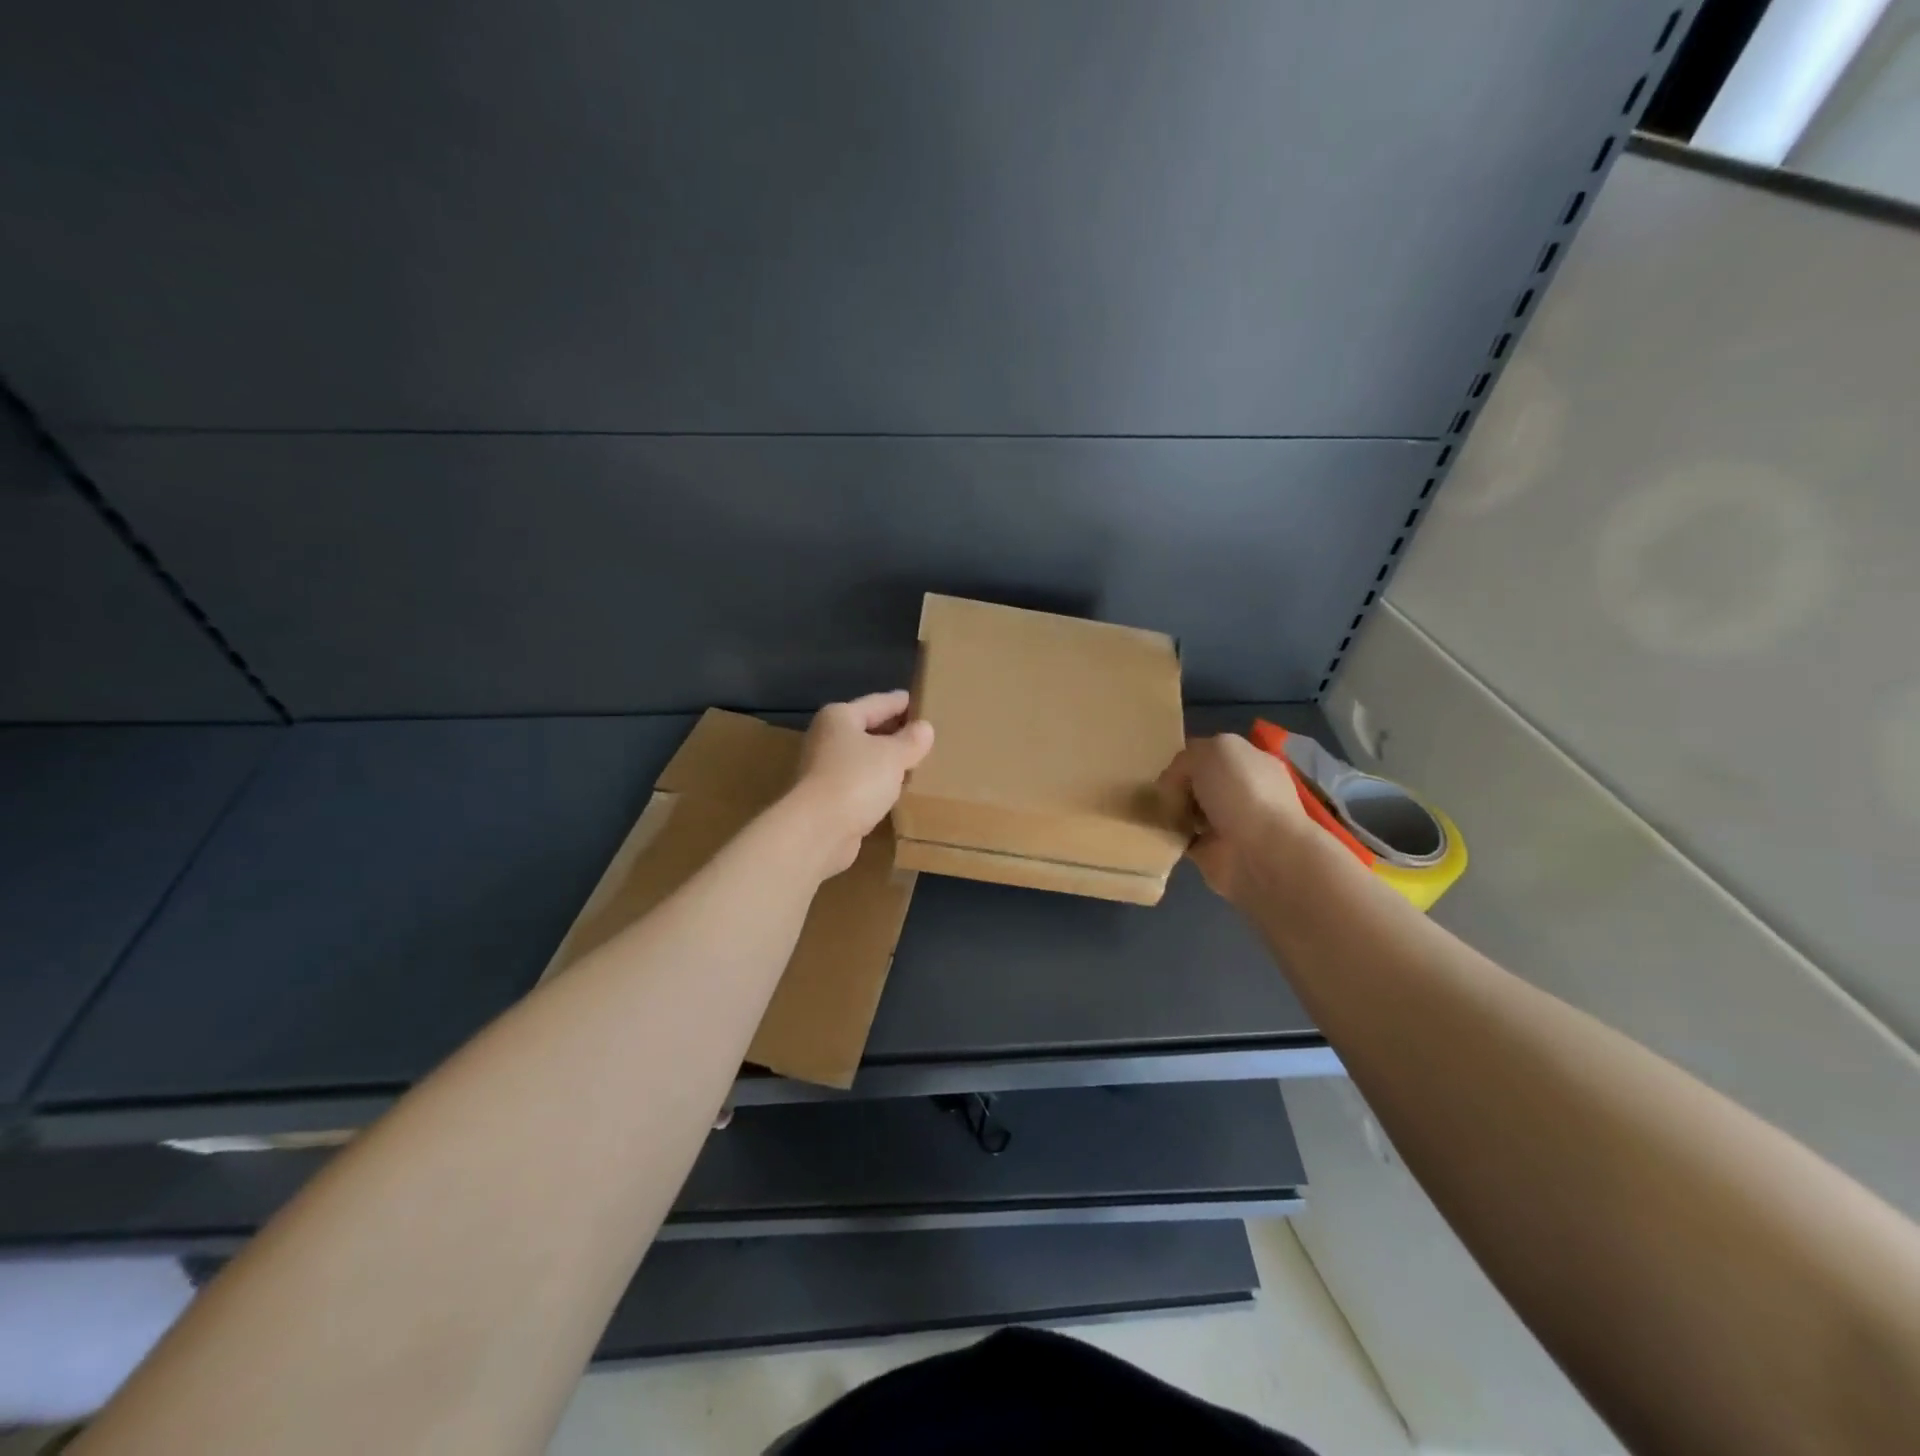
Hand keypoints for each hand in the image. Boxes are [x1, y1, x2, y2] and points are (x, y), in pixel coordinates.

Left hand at [788, 691, 934, 877]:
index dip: (902, 702)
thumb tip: (924, 729)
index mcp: (840, 717)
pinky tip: (897, 789)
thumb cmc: (856, 780)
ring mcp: (825, 770)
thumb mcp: (893, 755)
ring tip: (917, 761)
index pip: (879, 702)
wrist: (818, 831)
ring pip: (864, 758)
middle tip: (926, 734)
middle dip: (895, 732)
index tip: (924, 701)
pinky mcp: (829, 798)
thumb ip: (911, 740)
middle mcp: (827, 738)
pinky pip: (861, 783)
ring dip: (887, 761)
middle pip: (868, 729)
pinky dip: (878, 784)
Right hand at [1157, 733, 1315, 904]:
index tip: (1165, 767)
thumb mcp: (1213, 750)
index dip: (1186, 759)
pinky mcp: (1212, 853)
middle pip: (1196, 783)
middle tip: (1157, 793)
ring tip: (1152, 812)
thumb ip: (1187, 758)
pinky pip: (1182, 839)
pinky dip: (1168, 837)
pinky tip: (1158, 833)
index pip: (1210, 754)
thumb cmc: (1242, 793)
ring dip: (1170, 812)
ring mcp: (1228, 824)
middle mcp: (1241, 792)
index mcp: (1249, 762)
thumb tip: (1172, 782)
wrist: (1263, 854)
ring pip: (1187, 811)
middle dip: (1175, 786)